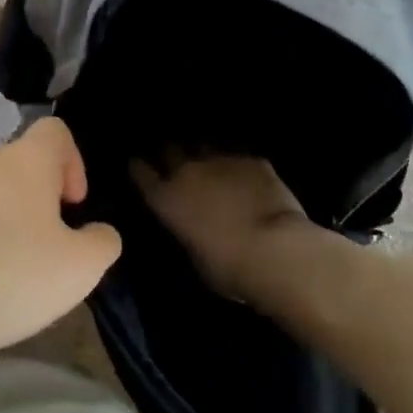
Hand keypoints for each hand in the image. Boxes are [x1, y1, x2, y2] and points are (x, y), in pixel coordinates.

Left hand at [0, 117, 121, 368]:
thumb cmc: (13, 277)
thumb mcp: (82, 268)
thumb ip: (102, 242)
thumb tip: (97, 233)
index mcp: (25, 160)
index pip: (55, 131)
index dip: (74, 162)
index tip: (73, 206)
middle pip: (22, 162)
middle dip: (41, 195)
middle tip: (49, 243)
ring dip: (8, 217)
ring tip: (13, 266)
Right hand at [130, 154, 313, 301]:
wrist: (275, 250)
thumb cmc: (228, 268)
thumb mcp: (194, 256)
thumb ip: (187, 231)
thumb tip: (192, 225)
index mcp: (166, 199)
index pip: (141, 172)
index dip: (139, 168)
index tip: (138, 166)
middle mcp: (188, 172)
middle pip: (170, 149)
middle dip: (170, 154)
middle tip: (175, 161)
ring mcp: (221, 160)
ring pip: (204, 144)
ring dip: (203, 153)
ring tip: (210, 161)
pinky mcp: (252, 160)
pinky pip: (239, 155)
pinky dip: (238, 163)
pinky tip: (246, 172)